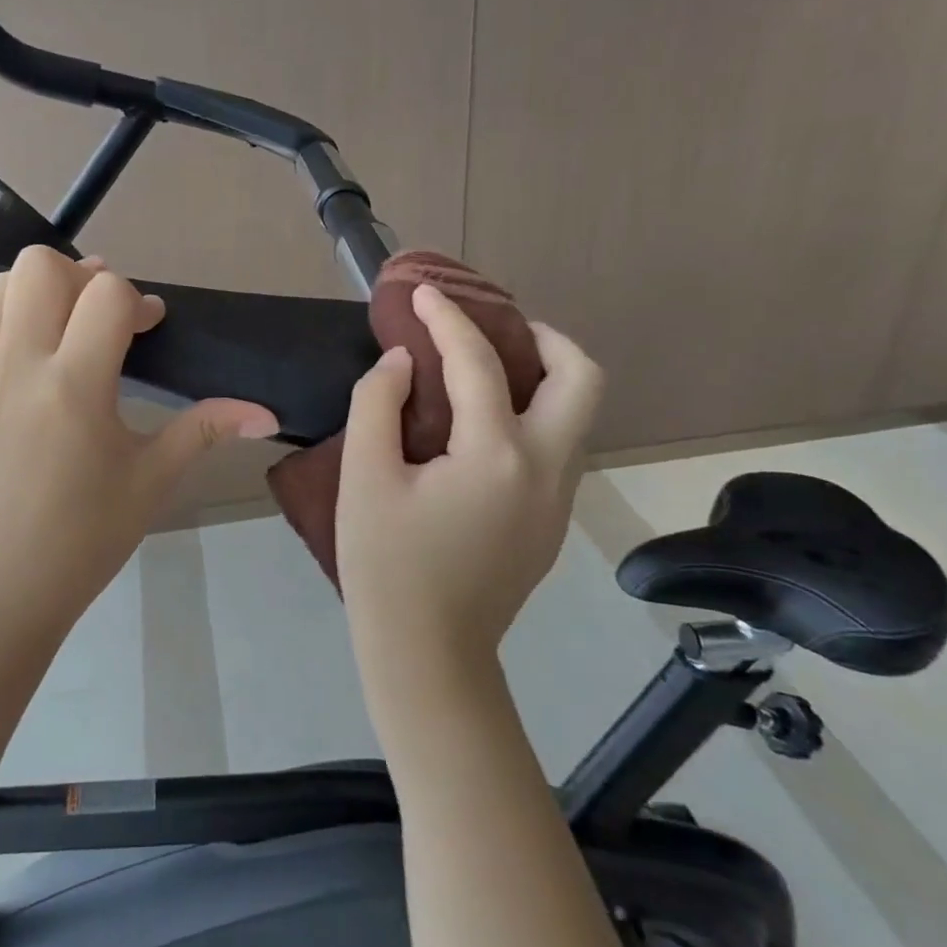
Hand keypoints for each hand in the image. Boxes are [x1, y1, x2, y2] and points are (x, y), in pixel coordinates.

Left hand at [0, 245, 278, 629]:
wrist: (5, 582)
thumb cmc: (88, 534)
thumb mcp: (153, 477)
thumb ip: (207, 429)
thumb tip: (267, 413)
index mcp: (74, 388)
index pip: (106, 293)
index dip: (137, 300)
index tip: (148, 328)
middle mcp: (17, 366)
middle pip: (42, 266)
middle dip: (83, 278)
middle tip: (103, 319)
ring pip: (3, 284)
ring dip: (43, 291)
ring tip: (67, 329)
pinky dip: (11, 318)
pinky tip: (35, 360)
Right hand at [335, 285, 603, 665]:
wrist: (427, 652)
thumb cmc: (386, 565)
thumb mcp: (364, 478)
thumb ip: (377, 405)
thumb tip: (403, 363)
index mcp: (496, 456)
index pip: (479, 364)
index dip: (447, 320)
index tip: (422, 294)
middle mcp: (546, 469)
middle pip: (582, 378)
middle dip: (544, 338)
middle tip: (495, 329)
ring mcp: (558, 498)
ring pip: (579, 413)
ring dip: (545, 375)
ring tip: (488, 369)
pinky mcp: (551, 521)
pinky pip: (558, 444)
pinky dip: (534, 412)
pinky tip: (484, 424)